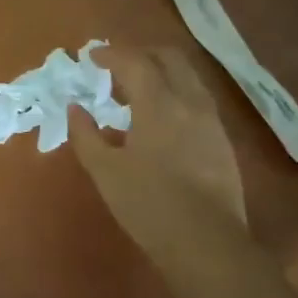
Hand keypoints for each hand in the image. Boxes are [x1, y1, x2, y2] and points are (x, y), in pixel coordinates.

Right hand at [69, 44, 254, 289]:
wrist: (208, 244)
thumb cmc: (149, 205)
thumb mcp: (105, 171)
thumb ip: (85, 134)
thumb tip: (75, 108)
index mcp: (159, 105)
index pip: (135, 62)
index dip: (111, 54)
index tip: (91, 56)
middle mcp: (190, 103)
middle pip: (170, 58)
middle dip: (141, 52)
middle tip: (116, 64)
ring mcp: (211, 120)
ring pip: (188, 76)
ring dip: (161, 71)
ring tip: (136, 87)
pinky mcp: (222, 140)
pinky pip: (197, 98)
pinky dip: (175, 91)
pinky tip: (160, 115)